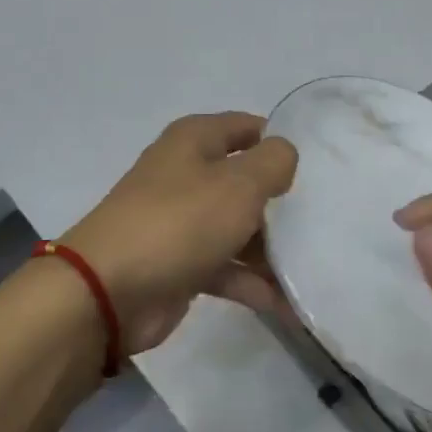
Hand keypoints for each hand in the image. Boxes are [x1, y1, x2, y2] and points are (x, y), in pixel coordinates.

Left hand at [63, 112, 298, 352]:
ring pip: (236, 228)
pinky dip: (250, 283)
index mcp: (194, 142)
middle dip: (280, 201)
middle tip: (321, 220)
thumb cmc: (180, 222)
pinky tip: (284, 304)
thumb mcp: (238, 183)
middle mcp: (186, 175)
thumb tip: (283, 155)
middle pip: (244, 181)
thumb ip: (272, 162)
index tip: (317, 166)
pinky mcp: (180, 264)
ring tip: (310, 268)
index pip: (245, 127)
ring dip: (270, 249)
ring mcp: (181, 222)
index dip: (278, 141)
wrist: (109, 290)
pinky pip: (225, 267)